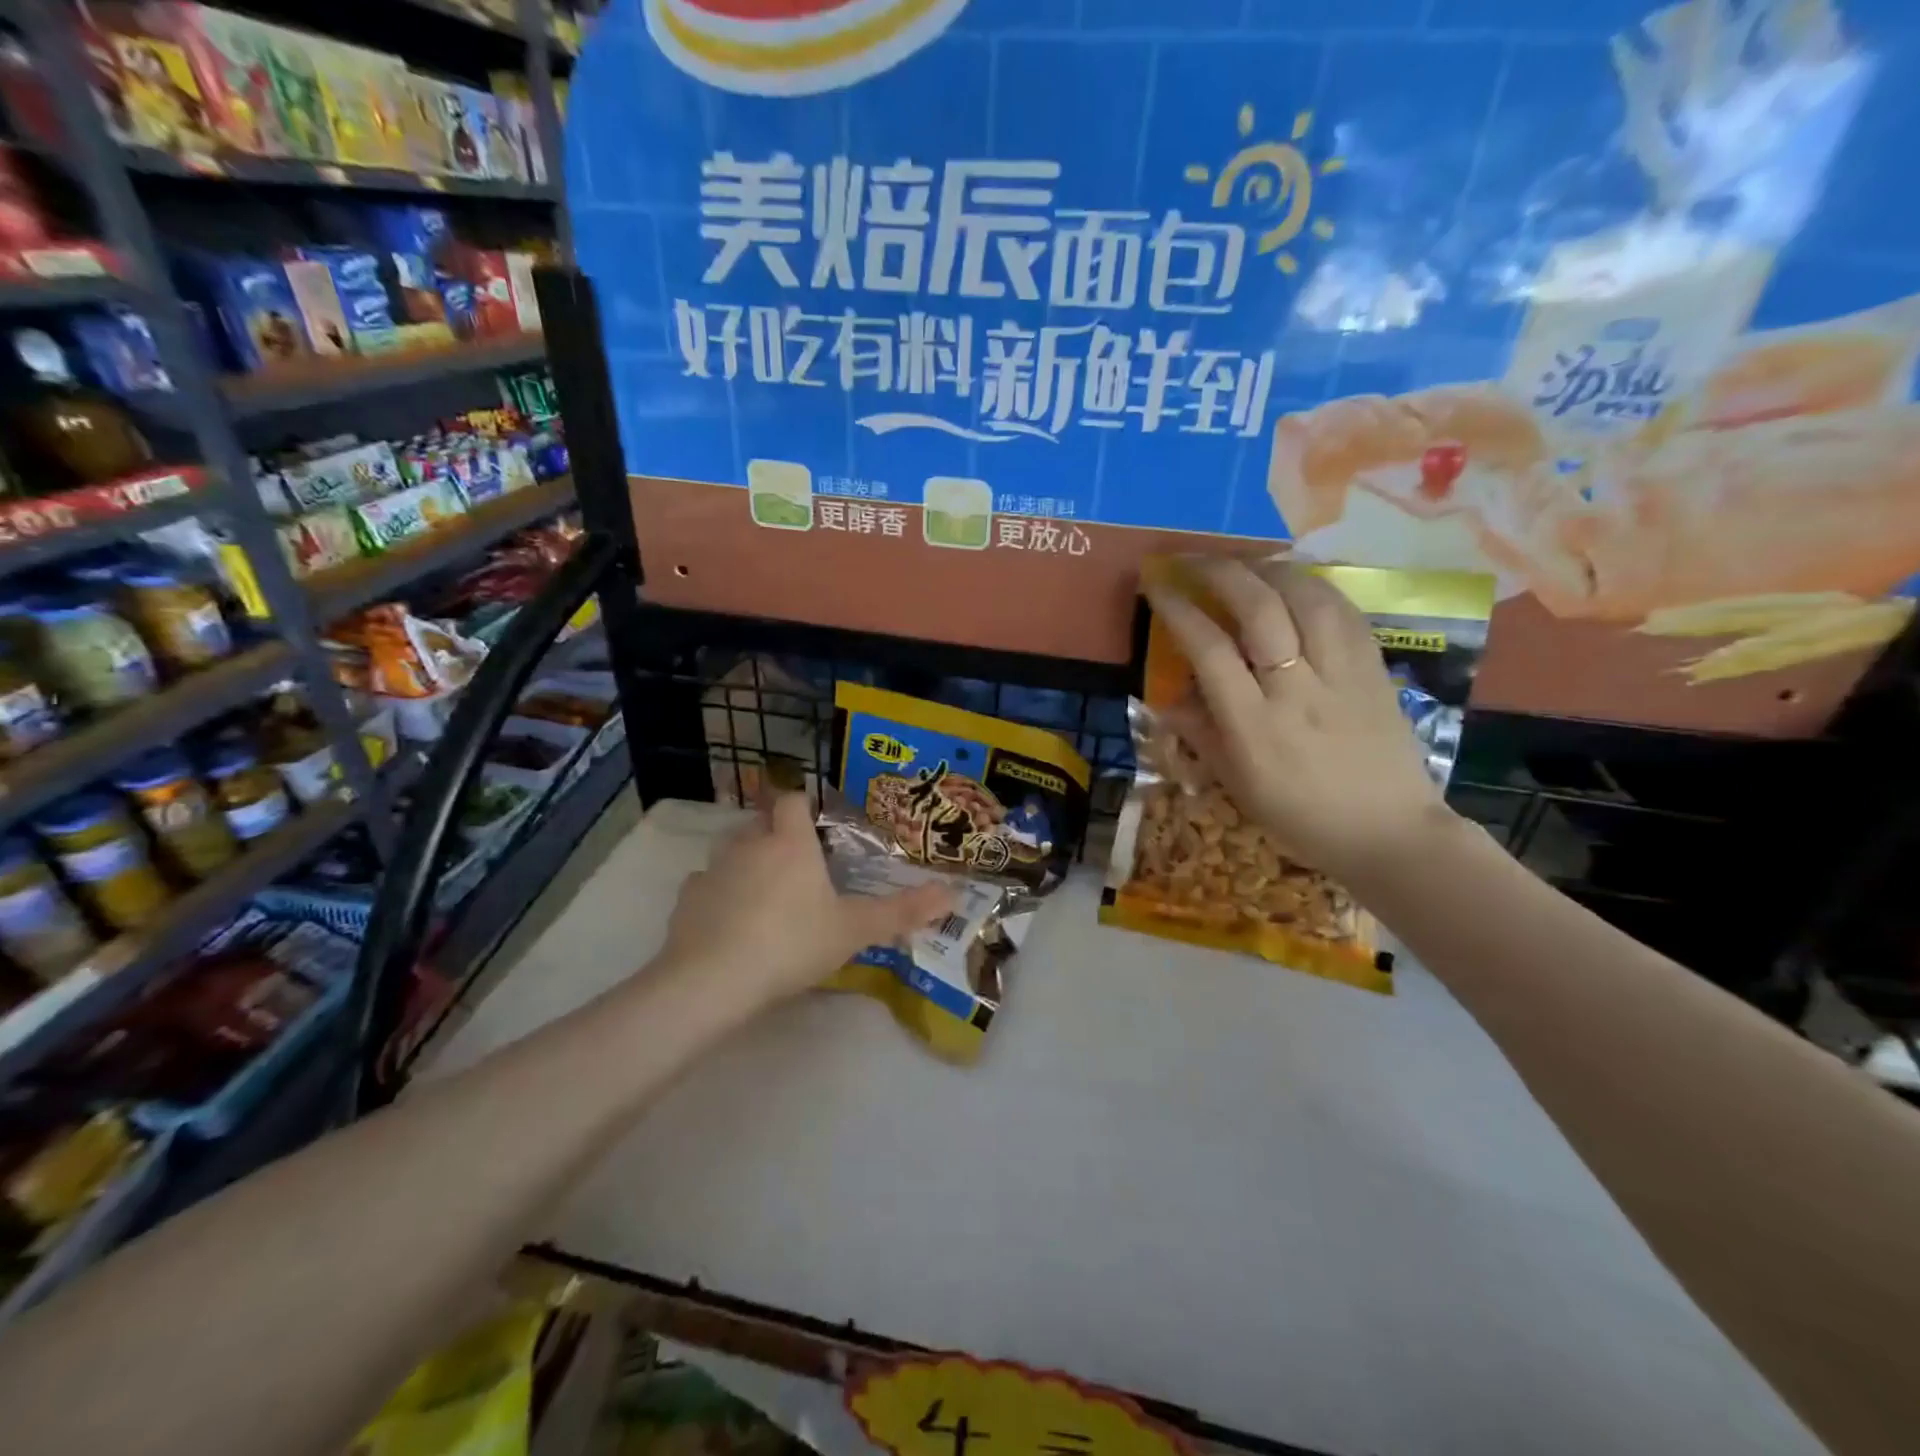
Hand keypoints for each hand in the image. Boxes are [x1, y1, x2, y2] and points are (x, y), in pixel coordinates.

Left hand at [659, 793, 953, 1008]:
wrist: (714, 981)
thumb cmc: (792, 944)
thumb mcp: (854, 930)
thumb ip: (901, 911)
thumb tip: (952, 893)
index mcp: (789, 844)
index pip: (791, 800)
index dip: (802, 805)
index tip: (814, 823)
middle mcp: (748, 845)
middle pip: (758, 822)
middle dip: (773, 833)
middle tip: (795, 863)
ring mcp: (712, 871)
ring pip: (728, 850)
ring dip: (744, 860)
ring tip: (762, 891)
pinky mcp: (685, 900)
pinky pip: (704, 885)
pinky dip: (717, 894)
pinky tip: (729, 921)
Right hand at [1144, 558, 1456, 886]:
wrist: (1390, 834)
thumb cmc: (1301, 818)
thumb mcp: (1238, 785)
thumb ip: (1201, 735)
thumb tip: (1167, 699)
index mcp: (1255, 726)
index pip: (1210, 651)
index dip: (1179, 610)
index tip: (1157, 585)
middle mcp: (1298, 690)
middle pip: (1260, 609)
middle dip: (1221, 572)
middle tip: (1195, 560)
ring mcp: (1343, 676)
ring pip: (1308, 598)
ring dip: (1271, 569)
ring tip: (1246, 564)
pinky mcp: (1376, 670)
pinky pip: (1345, 613)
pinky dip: (1315, 587)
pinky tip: (1297, 583)